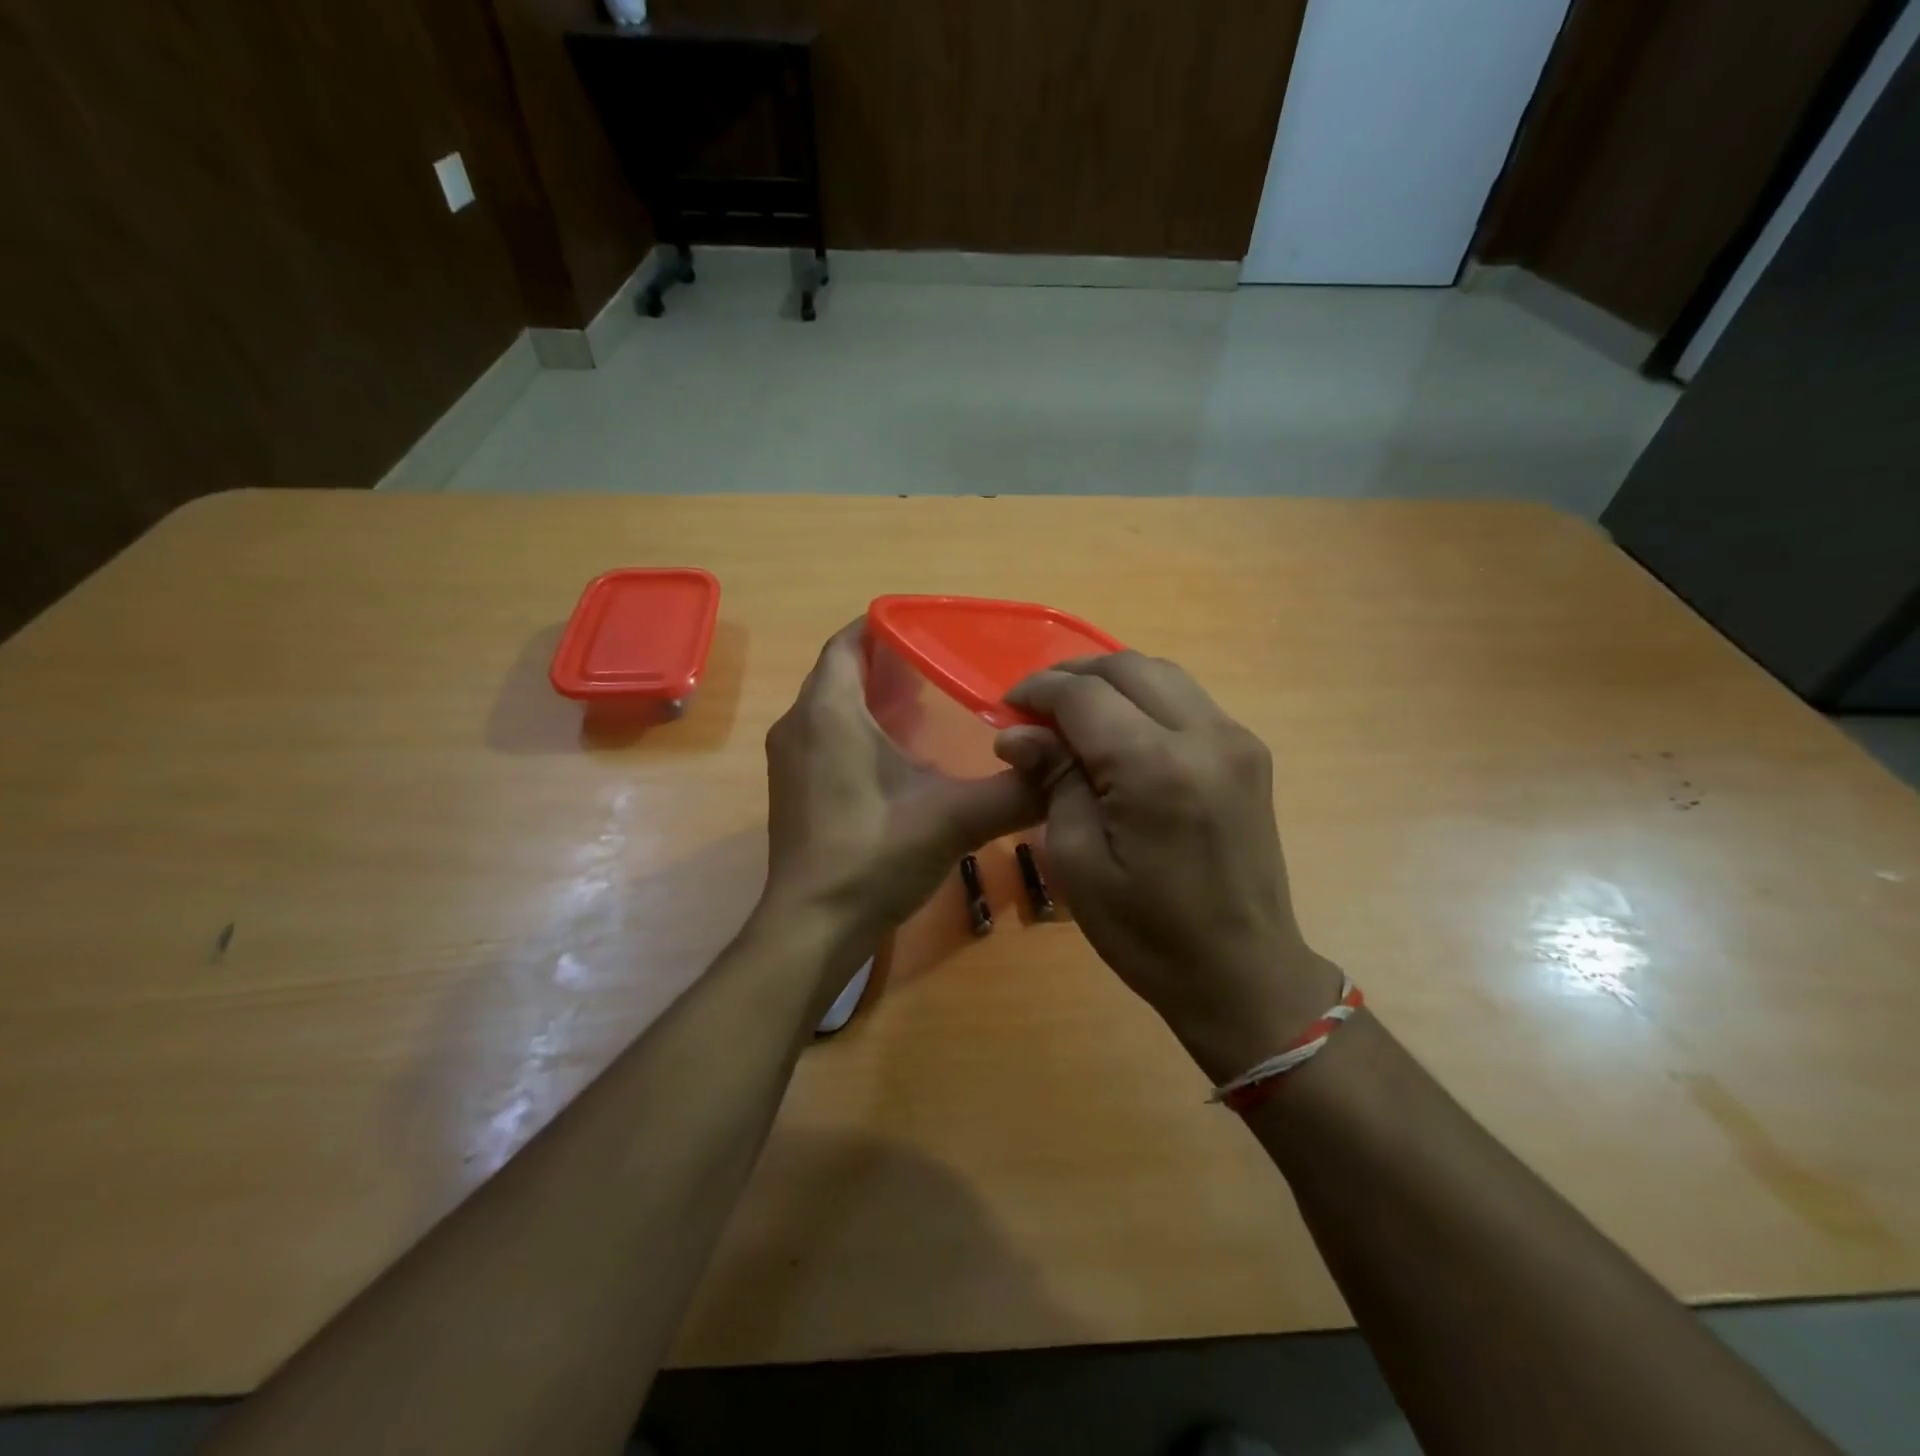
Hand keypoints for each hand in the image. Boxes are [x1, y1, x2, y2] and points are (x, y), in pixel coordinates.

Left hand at [760, 622, 1042, 957]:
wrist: (814, 927)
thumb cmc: (875, 856)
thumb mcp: (954, 818)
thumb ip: (1014, 790)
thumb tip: (1064, 765)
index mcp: (828, 712)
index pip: (847, 642)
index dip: (885, 625)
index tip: (930, 627)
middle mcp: (798, 725)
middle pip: (841, 672)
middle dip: (888, 662)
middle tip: (943, 665)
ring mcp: (790, 760)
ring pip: (832, 706)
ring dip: (873, 698)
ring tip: (928, 702)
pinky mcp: (793, 789)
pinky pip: (826, 736)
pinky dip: (859, 729)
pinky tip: (900, 754)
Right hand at [995, 653, 1343, 1080]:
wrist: (1242, 973)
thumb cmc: (1147, 933)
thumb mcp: (1078, 862)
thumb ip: (1053, 781)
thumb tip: (1018, 734)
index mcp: (1156, 768)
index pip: (1086, 695)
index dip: (1039, 691)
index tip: (1007, 708)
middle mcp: (1205, 737)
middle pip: (1128, 668)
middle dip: (1074, 675)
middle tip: (1035, 707)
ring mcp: (1237, 741)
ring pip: (1163, 675)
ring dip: (1111, 681)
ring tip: (1072, 712)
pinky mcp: (1250, 754)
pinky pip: (1188, 701)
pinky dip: (1145, 699)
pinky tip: (1120, 730)